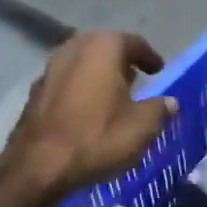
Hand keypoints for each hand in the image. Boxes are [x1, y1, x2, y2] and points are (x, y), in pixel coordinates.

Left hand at [1, 31, 177, 196]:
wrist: (40, 164)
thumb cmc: (98, 137)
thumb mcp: (142, 127)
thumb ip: (160, 109)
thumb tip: (170, 102)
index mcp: (103, 48)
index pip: (133, 42)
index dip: (149, 57)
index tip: (159, 71)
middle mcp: (74, 49)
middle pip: (104, 48)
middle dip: (121, 61)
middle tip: (137, 78)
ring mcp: (50, 68)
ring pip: (83, 64)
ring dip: (99, 75)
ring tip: (114, 94)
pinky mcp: (36, 91)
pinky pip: (67, 82)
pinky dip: (82, 89)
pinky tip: (90, 110)